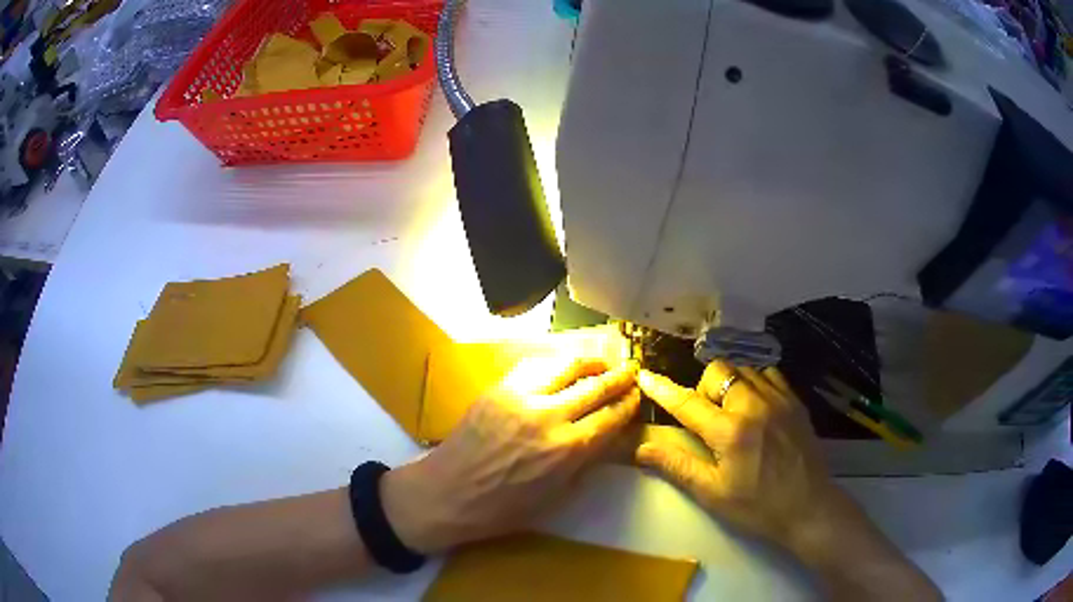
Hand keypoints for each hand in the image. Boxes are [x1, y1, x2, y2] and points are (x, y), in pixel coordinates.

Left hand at [382, 355, 639, 552]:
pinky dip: (556, 362)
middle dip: (620, 376)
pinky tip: (562, 367)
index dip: (629, 403)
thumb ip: (586, 462)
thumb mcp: (557, 496)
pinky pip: (535, 365)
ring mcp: (522, 396)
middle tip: (631, 371)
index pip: (612, 416)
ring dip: (591, 361)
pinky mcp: (499, 388)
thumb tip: (608, 438)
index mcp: (569, 450)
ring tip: (601, 363)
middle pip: (596, 385)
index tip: (638, 395)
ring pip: (567, 364)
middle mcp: (550, 416)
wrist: (448, 493)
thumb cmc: (504, 508)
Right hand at [636, 362, 835, 548]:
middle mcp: (754, 405)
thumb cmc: (757, 507)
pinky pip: (769, 375)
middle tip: (708, 419)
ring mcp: (778, 399)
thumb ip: (677, 466)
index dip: (662, 389)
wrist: (808, 507)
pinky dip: (755, 383)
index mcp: (730, 432)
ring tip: (733, 414)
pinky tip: (756, 408)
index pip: (687, 403)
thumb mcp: (712, 493)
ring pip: (744, 369)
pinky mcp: (795, 401)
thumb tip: (642, 448)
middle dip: (704, 388)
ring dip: (730, 385)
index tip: (644, 375)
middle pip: (718, 371)